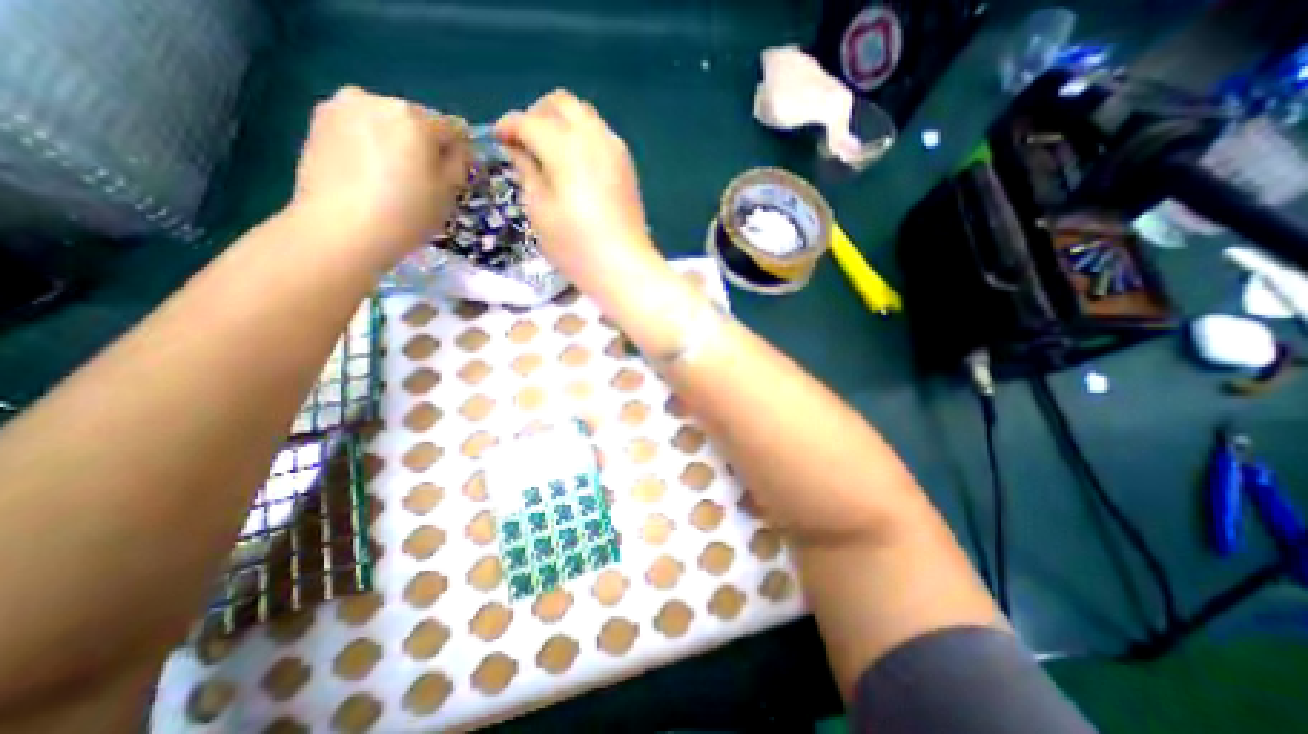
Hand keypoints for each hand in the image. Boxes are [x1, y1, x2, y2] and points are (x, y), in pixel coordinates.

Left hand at [287, 83, 471, 264]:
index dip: (462, 152)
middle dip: (426, 145)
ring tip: (394, 178)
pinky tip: (369, 174)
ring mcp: (341, 107)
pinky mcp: (317, 122)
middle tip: (425, 179)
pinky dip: (371, 145)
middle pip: (417, 121)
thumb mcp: (449, 192)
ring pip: (387, 123)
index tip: (460, 176)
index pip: (454, 128)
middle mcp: (377, 100)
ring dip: (397, 143)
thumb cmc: (407, 213)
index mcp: (415, 117)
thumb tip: (456, 151)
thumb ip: (459, 163)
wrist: (342, 230)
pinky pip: (360, 129)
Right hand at [497, 89, 667, 303]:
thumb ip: (527, 172)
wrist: (624, 267)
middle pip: (561, 103)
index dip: (509, 126)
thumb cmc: (576, 247)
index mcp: (565, 147)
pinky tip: (575, 163)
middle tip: (525, 143)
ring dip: (562, 123)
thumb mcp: (539, 211)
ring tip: (549, 153)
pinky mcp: (627, 166)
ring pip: (584, 115)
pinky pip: (601, 134)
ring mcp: (615, 150)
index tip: (499, 141)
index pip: (529, 121)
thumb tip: (519, 149)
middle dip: (536, 115)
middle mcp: (593, 137)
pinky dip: (583, 136)